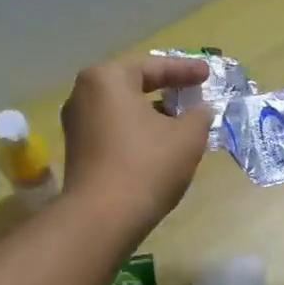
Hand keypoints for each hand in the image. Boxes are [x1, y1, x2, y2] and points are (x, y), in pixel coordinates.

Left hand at [60, 53, 213, 244]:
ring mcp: (76, 125)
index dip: (185, 70)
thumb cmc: (147, 165)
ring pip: (123, 111)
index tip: (207, 74)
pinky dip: (137, 133)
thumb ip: (198, 115)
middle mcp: (83, 95)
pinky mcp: (78, 153)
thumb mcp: (187, 137)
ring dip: (151, 115)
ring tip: (180, 123)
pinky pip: (113, 132)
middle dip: (165, 91)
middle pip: (133, 86)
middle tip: (192, 94)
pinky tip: (158, 146)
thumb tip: (199, 110)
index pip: (153, 67)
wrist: (103, 217)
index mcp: (107, 79)